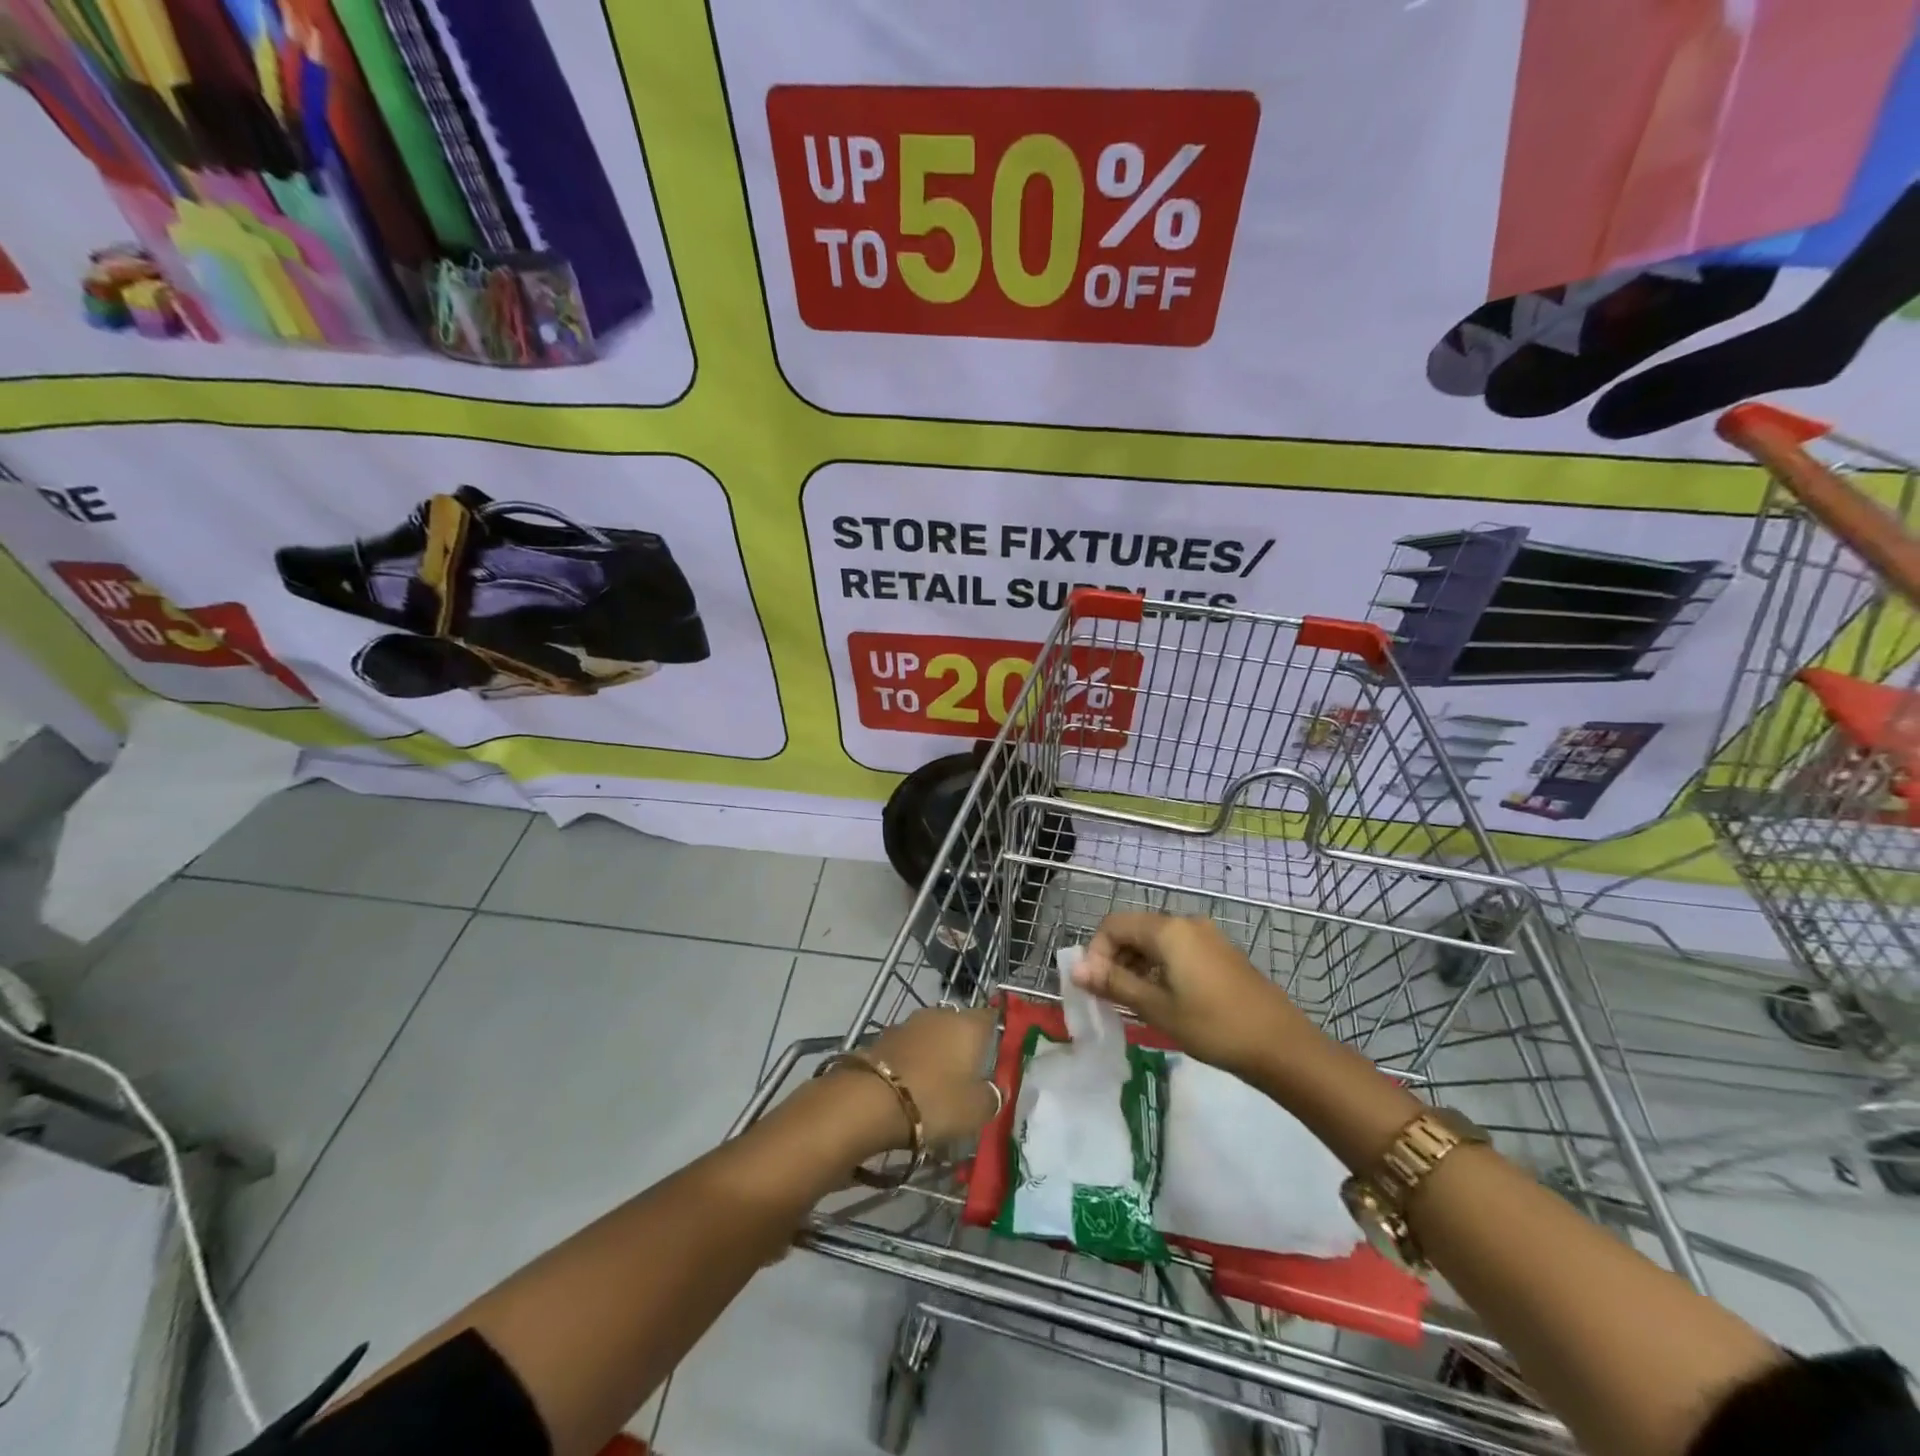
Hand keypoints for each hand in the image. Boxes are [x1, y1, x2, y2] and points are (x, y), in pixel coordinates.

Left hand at [850, 1006, 1000, 1147]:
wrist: (872, 1100)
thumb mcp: (976, 1110)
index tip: (999, 1053)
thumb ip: (993, 1096)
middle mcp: (941, 1014)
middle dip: (963, 1045)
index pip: (991, 1017)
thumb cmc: (936, 1100)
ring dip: (936, 1052)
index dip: (997, 1033)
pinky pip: (909, 1047)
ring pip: (932, 1034)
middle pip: (959, 1025)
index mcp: (969, 1025)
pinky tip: (911, 1084)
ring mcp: (910, 1023)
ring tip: (937, 1083)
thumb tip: (996, 1089)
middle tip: (968, 1075)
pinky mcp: (884, 1036)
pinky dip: (913, 1061)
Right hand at [1074, 912, 1312, 1076]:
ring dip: (1136, 965)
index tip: (1095, 988)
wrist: (1281, 1046)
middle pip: (1134, 930)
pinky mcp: (1220, 953)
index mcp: (1168, 930)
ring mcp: (1207, 936)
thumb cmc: (1213, 1026)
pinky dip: (1160, 968)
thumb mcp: (1157, 1008)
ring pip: (1155, 941)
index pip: (1113, 925)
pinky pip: (1177, 950)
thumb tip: (1076, 969)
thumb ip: (1114, 984)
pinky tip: (1164, 999)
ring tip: (1135, 1002)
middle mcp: (1186, 923)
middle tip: (1111, 998)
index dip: (1096, 953)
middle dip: (1115, 959)